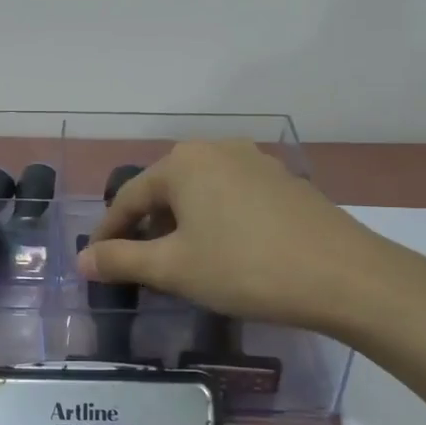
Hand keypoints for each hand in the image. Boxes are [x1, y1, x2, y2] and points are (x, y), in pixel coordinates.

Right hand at [78, 140, 425, 332]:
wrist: (343, 275)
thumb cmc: (244, 268)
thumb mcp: (173, 268)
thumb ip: (121, 260)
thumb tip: (83, 261)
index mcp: (183, 162)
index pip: (129, 198)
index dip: (109, 234)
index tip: (97, 264)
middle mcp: (216, 149)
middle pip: (164, 192)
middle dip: (146, 229)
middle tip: (138, 267)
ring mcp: (254, 161)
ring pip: (198, 194)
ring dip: (180, 227)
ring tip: (178, 263)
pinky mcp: (282, 181)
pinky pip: (230, 198)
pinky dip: (213, 222)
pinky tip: (222, 252)